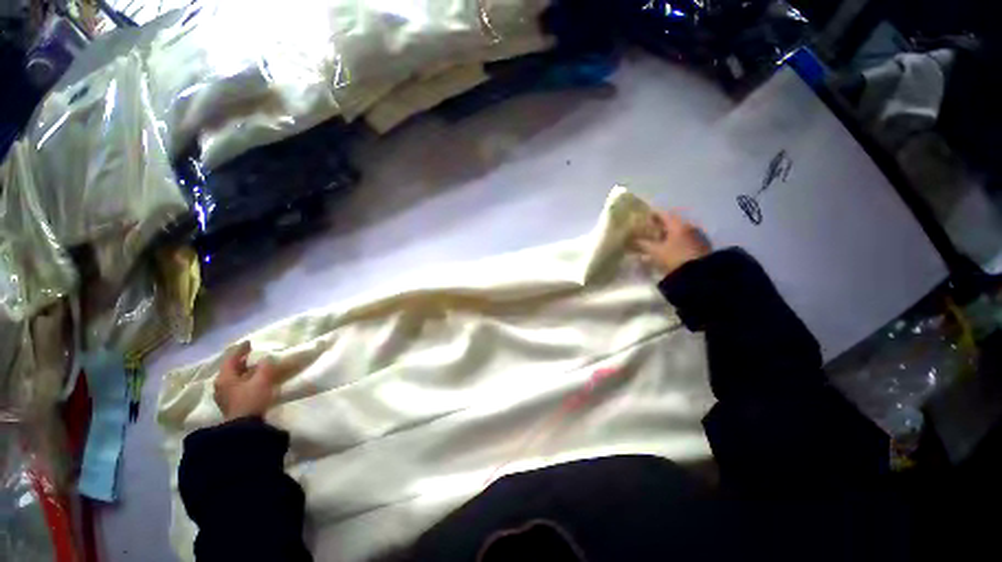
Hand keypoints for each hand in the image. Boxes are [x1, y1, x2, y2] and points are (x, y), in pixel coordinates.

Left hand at [214, 341, 279, 420]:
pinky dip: (243, 380)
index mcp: (225, 377)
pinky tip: (251, 381)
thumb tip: (266, 358)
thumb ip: (264, 367)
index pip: (231, 359)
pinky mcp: (230, 403)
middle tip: (251, 354)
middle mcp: (221, 385)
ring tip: (253, 367)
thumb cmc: (251, 399)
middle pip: (230, 368)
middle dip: (241, 361)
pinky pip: (236, 386)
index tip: (249, 342)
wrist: (244, 427)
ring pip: (233, 378)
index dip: (240, 349)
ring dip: (242, 371)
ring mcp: (224, 396)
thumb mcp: (262, 380)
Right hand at [634, 210, 710, 275]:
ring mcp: (698, 236)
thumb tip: (635, 240)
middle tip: (651, 230)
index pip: (664, 214)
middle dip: (662, 226)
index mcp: (677, 225)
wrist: (700, 273)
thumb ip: (645, 244)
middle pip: (673, 223)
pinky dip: (678, 241)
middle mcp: (689, 226)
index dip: (653, 215)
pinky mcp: (703, 246)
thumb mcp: (656, 252)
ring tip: (661, 242)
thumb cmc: (675, 258)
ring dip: (670, 235)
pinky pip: (687, 239)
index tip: (646, 217)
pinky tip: (672, 249)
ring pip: (680, 231)